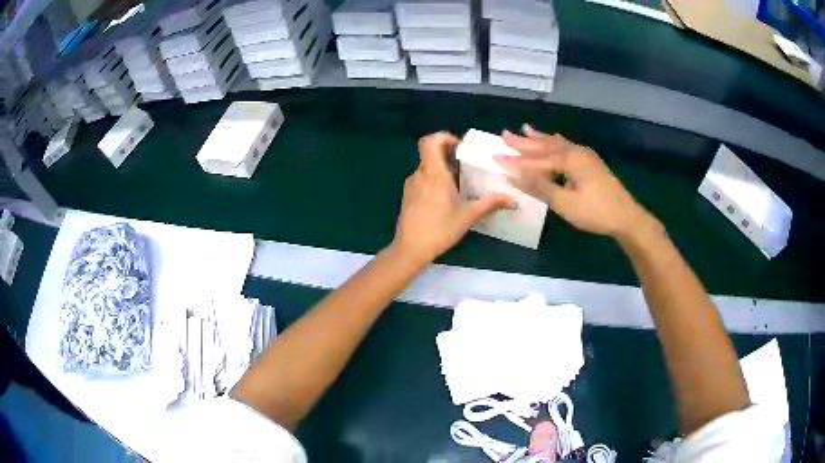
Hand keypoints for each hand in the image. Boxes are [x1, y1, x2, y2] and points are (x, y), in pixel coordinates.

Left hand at [391, 132, 513, 263]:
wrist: (410, 249)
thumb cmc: (440, 230)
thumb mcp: (468, 216)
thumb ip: (491, 204)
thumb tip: (514, 200)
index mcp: (434, 174)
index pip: (430, 141)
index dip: (443, 137)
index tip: (460, 147)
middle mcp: (420, 174)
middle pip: (430, 152)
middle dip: (447, 153)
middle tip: (465, 163)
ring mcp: (411, 185)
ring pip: (426, 166)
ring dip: (442, 167)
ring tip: (459, 181)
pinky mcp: (408, 195)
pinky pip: (422, 178)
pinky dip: (434, 179)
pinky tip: (445, 196)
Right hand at [495, 125, 650, 238]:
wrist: (626, 217)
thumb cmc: (596, 212)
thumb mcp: (565, 203)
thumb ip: (540, 187)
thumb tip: (514, 176)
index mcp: (569, 160)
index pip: (536, 160)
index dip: (515, 161)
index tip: (495, 157)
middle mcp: (575, 152)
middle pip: (545, 146)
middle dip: (524, 142)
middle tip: (504, 134)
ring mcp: (585, 156)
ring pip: (557, 144)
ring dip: (539, 138)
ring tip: (524, 129)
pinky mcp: (590, 162)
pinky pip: (567, 147)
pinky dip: (556, 142)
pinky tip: (554, 137)